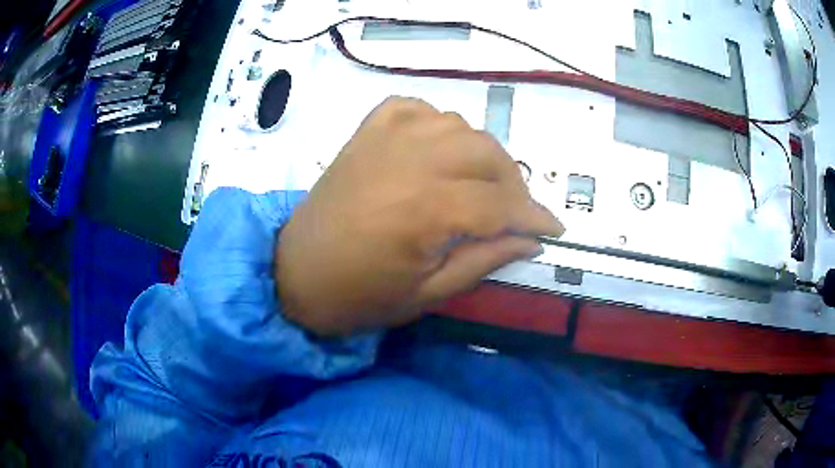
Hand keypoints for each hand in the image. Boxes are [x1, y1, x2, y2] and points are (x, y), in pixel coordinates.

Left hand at [276, 97, 563, 335]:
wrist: (295, 274)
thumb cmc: (359, 296)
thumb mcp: (428, 294)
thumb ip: (484, 261)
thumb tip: (530, 241)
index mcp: (424, 210)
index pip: (499, 205)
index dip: (532, 217)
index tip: (552, 228)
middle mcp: (409, 162)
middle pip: (486, 154)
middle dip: (513, 182)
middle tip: (516, 211)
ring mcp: (384, 140)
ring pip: (457, 125)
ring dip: (481, 152)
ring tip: (481, 182)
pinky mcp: (366, 133)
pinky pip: (414, 107)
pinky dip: (436, 122)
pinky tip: (438, 147)